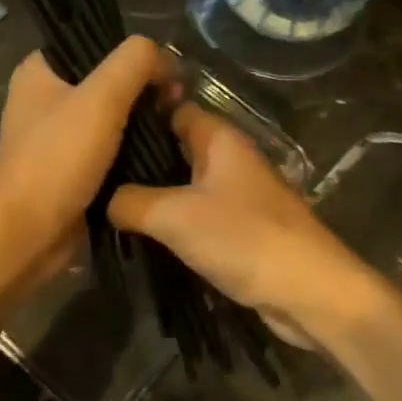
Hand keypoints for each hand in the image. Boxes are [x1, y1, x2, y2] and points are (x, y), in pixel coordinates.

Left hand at [0, 37, 174, 291]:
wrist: (28, 234)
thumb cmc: (59, 159)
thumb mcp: (102, 98)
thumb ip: (136, 62)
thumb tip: (166, 59)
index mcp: (39, 71)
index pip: (95, 43)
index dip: (135, 54)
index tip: (167, 74)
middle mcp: (43, 99)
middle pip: (106, 80)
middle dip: (144, 90)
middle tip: (177, 104)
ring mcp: (54, 137)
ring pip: (110, 117)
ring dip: (141, 123)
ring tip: (175, 127)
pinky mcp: (68, 169)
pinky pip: (108, 149)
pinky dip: (132, 151)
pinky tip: (160, 154)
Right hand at [109, 104, 375, 350]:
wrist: (308, 290)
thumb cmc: (243, 238)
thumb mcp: (175, 216)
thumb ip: (132, 202)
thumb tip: (103, 199)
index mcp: (220, 139)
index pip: (174, 109)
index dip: (139, 115)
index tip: (97, 128)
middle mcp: (230, 159)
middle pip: (178, 148)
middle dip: (140, 159)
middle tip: (93, 172)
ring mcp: (239, 195)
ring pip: (186, 184)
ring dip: (155, 194)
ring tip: (106, 203)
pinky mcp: (242, 229)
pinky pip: (199, 215)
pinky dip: (175, 221)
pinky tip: (144, 234)